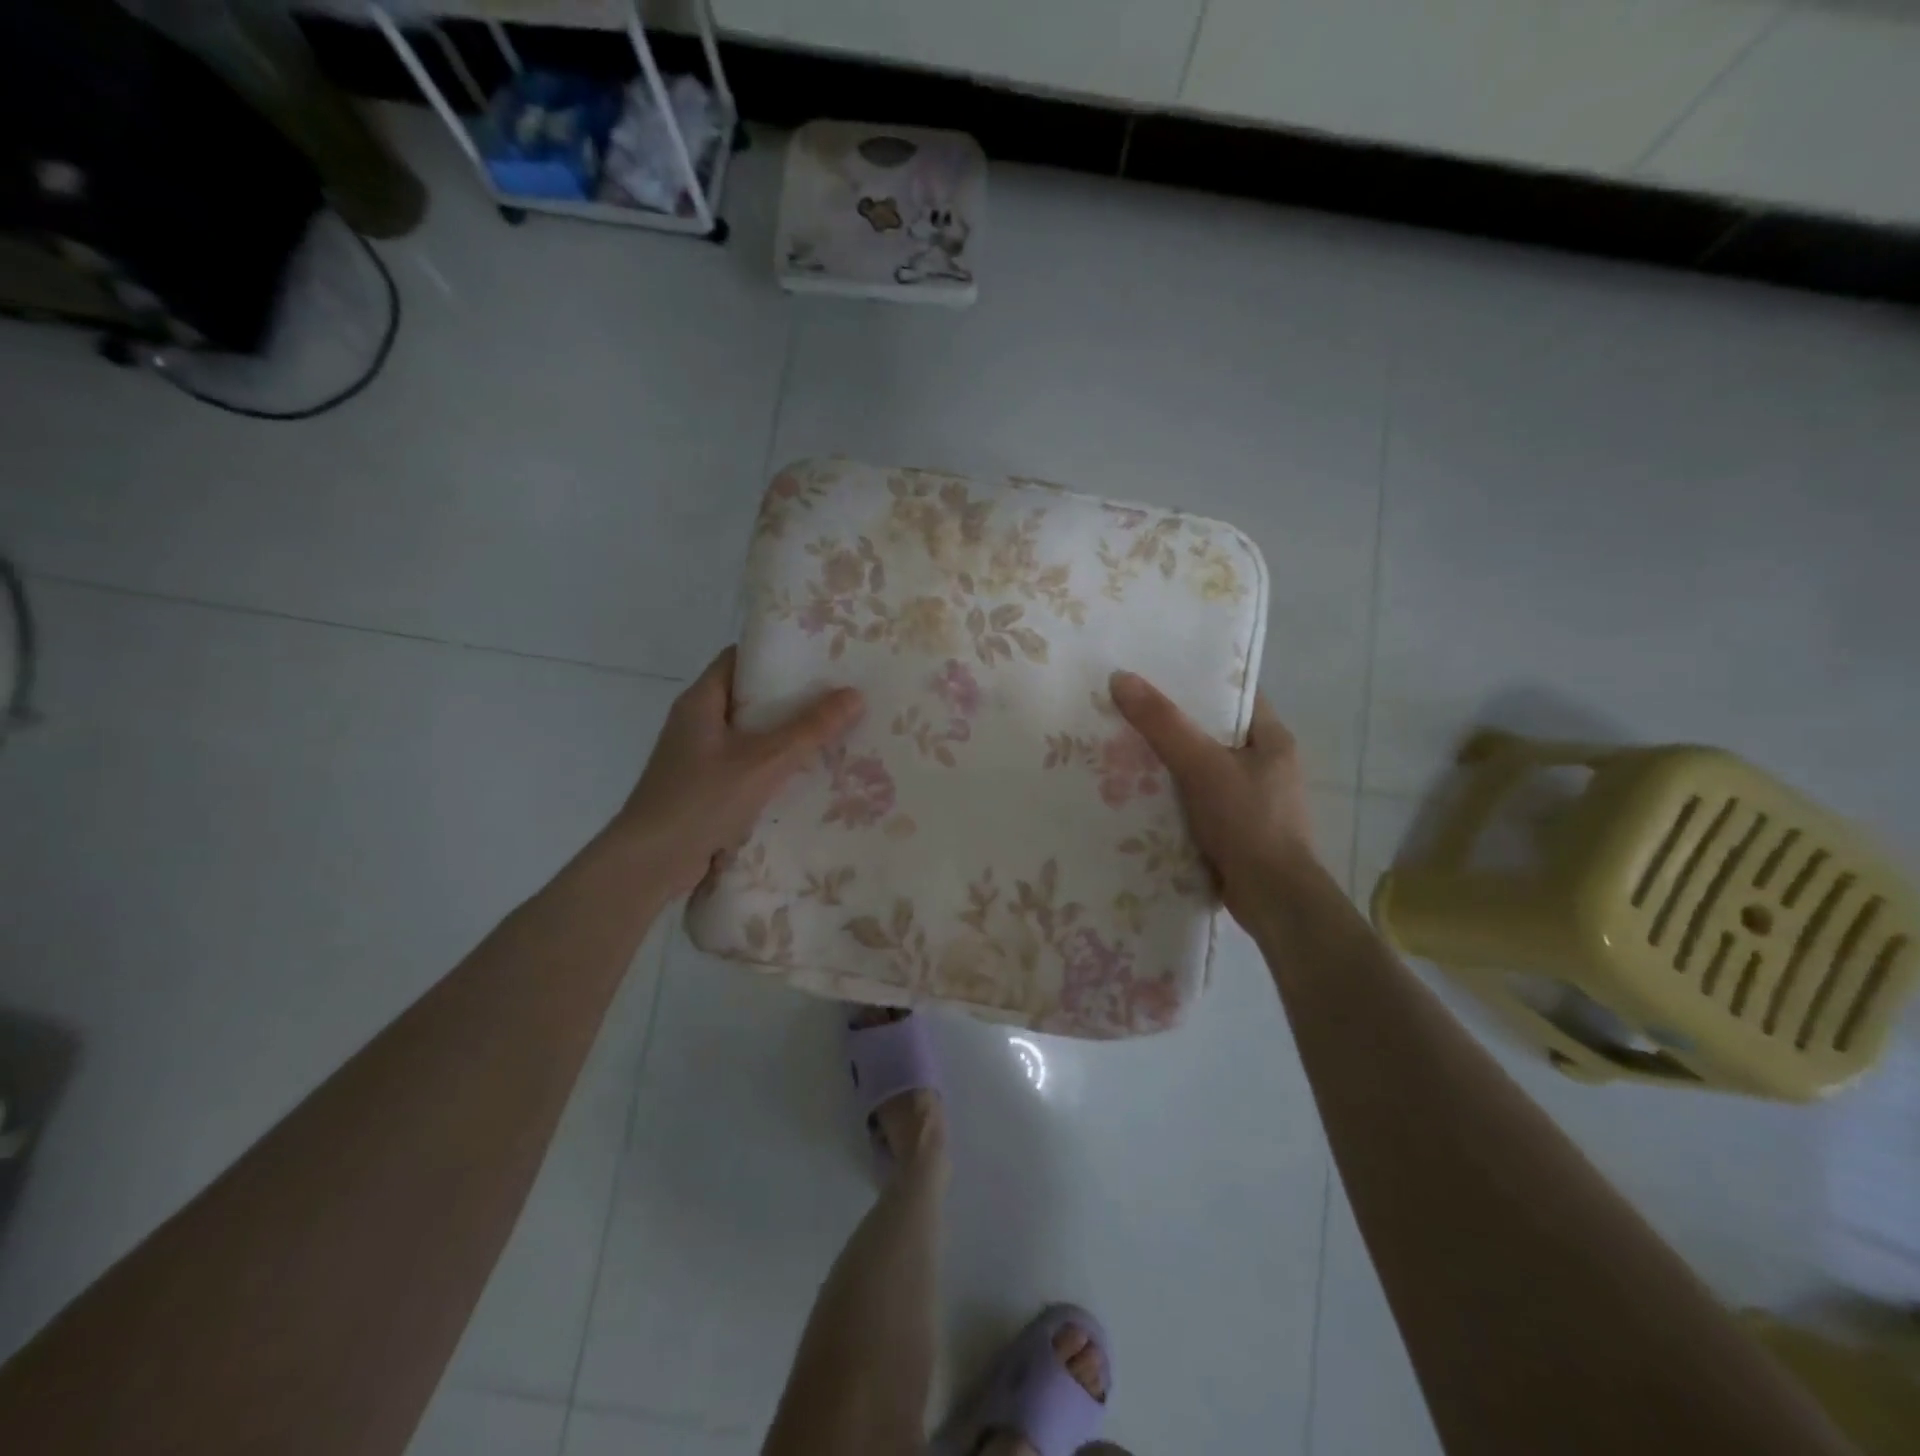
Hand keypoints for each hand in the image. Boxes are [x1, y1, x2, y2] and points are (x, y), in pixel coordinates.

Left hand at [618, 647, 863, 896]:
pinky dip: (771, 768)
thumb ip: (809, 729)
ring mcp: (696, 758)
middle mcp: (695, 723)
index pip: (739, 659)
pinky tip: (804, 778)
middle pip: (748, 698)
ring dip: (783, 737)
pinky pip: (744, 767)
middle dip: (790, 699)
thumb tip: (855, 695)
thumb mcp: (764, 761)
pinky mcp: (702, 790)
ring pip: (748, 736)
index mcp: (700, 701)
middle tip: (836, 698)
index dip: (777, 655)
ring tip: (831, 735)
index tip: (818, 659)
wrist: (649, 863)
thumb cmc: (701, 800)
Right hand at [1110, 671, 1314, 921]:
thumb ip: (1163, 723)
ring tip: (1121, 748)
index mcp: (1272, 740)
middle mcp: (1266, 766)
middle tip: (1126, 710)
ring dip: (1167, 764)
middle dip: (1172, 724)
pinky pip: (1196, 802)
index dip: (1199, 681)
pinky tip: (1136, 794)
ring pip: (1201, 770)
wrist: (1273, 899)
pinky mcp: (1235, 831)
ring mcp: (1251, 801)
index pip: (1235, 695)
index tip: (1156, 672)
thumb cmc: (1248, 821)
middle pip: (1212, 732)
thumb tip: (1120, 677)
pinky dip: (1171, 798)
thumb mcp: (1202, 765)